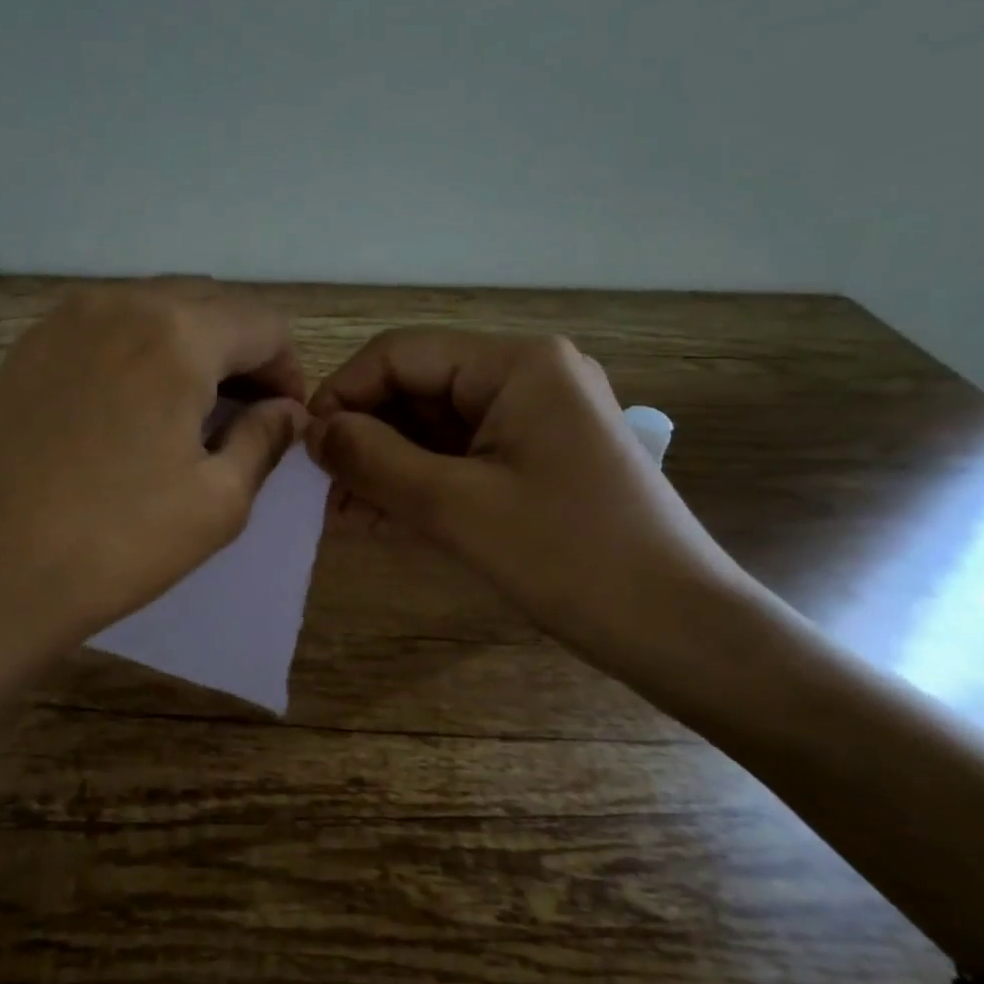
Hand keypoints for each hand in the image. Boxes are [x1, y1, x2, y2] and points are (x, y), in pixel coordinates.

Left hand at [0, 279, 307, 665]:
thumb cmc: (115, 543)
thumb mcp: (217, 502)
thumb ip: (264, 440)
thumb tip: (286, 412)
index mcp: (176, 333)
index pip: (262, 324)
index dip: (289, 369)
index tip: (286, 417)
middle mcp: (119, 303)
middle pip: (208, 304)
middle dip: (242, 351)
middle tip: (247, 412)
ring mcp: (63, 321)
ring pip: (154, 309)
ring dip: (190, 346)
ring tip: (192, 409)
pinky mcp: (27, 349)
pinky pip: (105, 328)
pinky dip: (138, 351)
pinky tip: (132, 407)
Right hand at [307, 329, 753, 677]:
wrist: (678, 629)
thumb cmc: (568, 556)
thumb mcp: (455, 506)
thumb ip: (373, 459)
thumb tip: (311, 431)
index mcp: (517, 364)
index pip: (401, 354)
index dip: (343, 394)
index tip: (305, 448)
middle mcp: (527, 376)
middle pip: (417, 389)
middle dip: (364, 437)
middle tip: (320, 490)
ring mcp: (535, 419)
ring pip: (434, 427)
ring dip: (385, 465)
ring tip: (340, 513)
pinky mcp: (537, 459)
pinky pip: (460, 458)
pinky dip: (418, 483)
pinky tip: (376, 518)